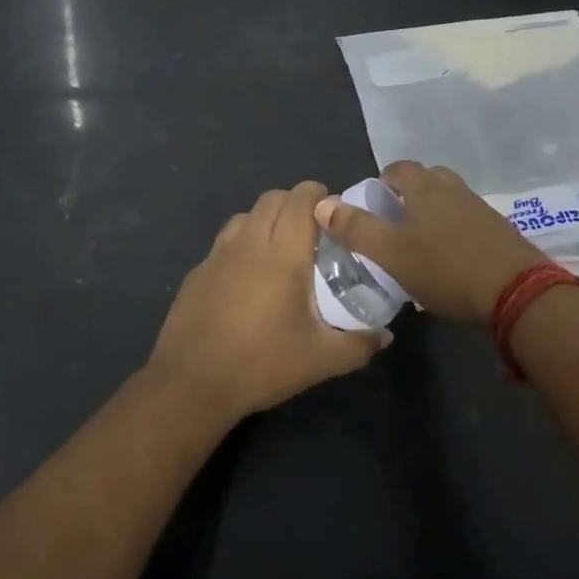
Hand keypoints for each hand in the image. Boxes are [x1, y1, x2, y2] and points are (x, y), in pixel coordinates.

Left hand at [146, 181, 390, 425]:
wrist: (192, 383)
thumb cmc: (262, 364)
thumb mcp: (321, 360)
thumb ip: (359, 344)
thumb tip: (386, 336)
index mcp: (282, 254)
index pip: (300, 199)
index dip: (318, 194)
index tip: (334, 211)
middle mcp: (249, 243)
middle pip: (272, 198)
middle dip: (295, 202)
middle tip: (313, 230)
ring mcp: (217, 255)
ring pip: (245, 216)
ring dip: (266, 220)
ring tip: (280, 250)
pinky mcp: (197, 272)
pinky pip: (224, 242)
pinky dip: (242, 245)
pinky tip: (247, 279)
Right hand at [314, 161, 545, 322]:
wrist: (517, 292)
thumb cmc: (446, 268)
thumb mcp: (391, 253)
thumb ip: (356, 228)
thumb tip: (321, 204)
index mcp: (426, 187)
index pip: (398, 168)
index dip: (380, 183)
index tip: (370, 208)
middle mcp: (454, 189)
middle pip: (425, 181)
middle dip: (406, 197)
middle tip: (392, 225)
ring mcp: (481, 209)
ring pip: (447, 202)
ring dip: (431, 215)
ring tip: (417, 246)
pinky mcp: (499, 231)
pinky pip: (466, 222)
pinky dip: (452, 232)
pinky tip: (447, 262)